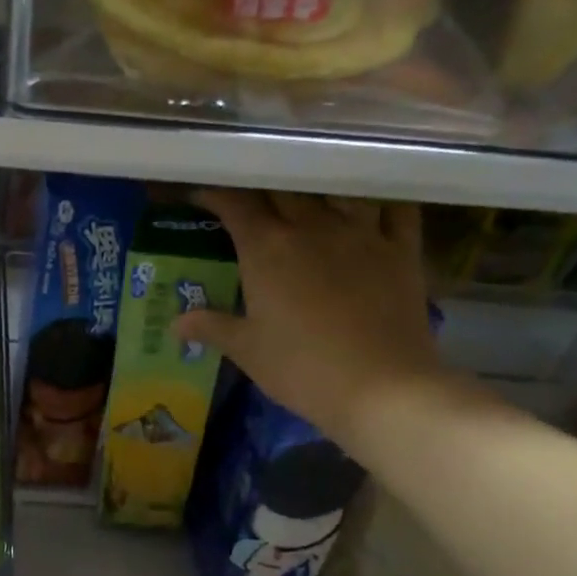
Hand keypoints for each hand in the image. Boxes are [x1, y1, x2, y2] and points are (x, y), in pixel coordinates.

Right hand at [173, 190, 444, 445]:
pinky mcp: (401, 250)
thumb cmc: (302, 368)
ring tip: (304, 195)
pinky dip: (380, 199)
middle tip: (249, 198)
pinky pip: (395, 208)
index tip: (201, 195)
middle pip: (282, 189)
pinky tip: (371, 201)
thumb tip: (176, 323)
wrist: (382, 388)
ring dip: (315, 188)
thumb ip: (211, 327)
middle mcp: (312, 227)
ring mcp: (361, 233)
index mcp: (266, 248)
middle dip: (261, 187)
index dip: (215, 194)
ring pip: (334, 189)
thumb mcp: (247, 351)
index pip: (235, 204)